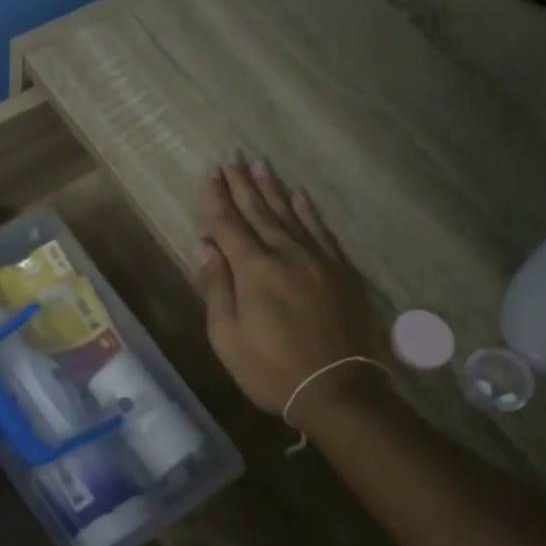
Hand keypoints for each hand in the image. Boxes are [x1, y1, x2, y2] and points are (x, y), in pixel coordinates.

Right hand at [191, 156, 380, 420]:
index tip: (210, 173)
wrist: (339, 389)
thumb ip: (216, 287)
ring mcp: (318, 260)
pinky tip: (300, 196)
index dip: (216, 198)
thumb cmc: (271, 369)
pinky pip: (321, 230)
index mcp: (254, 270)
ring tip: (261, 165)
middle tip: (233, 156)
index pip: (228, 224)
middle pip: (259, 211)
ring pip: (290, 214)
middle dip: (242, 184)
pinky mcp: (341, 271)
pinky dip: (308, 211)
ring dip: (273, 188)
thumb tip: (203, 245)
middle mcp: (286, 253)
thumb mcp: (228, 336)